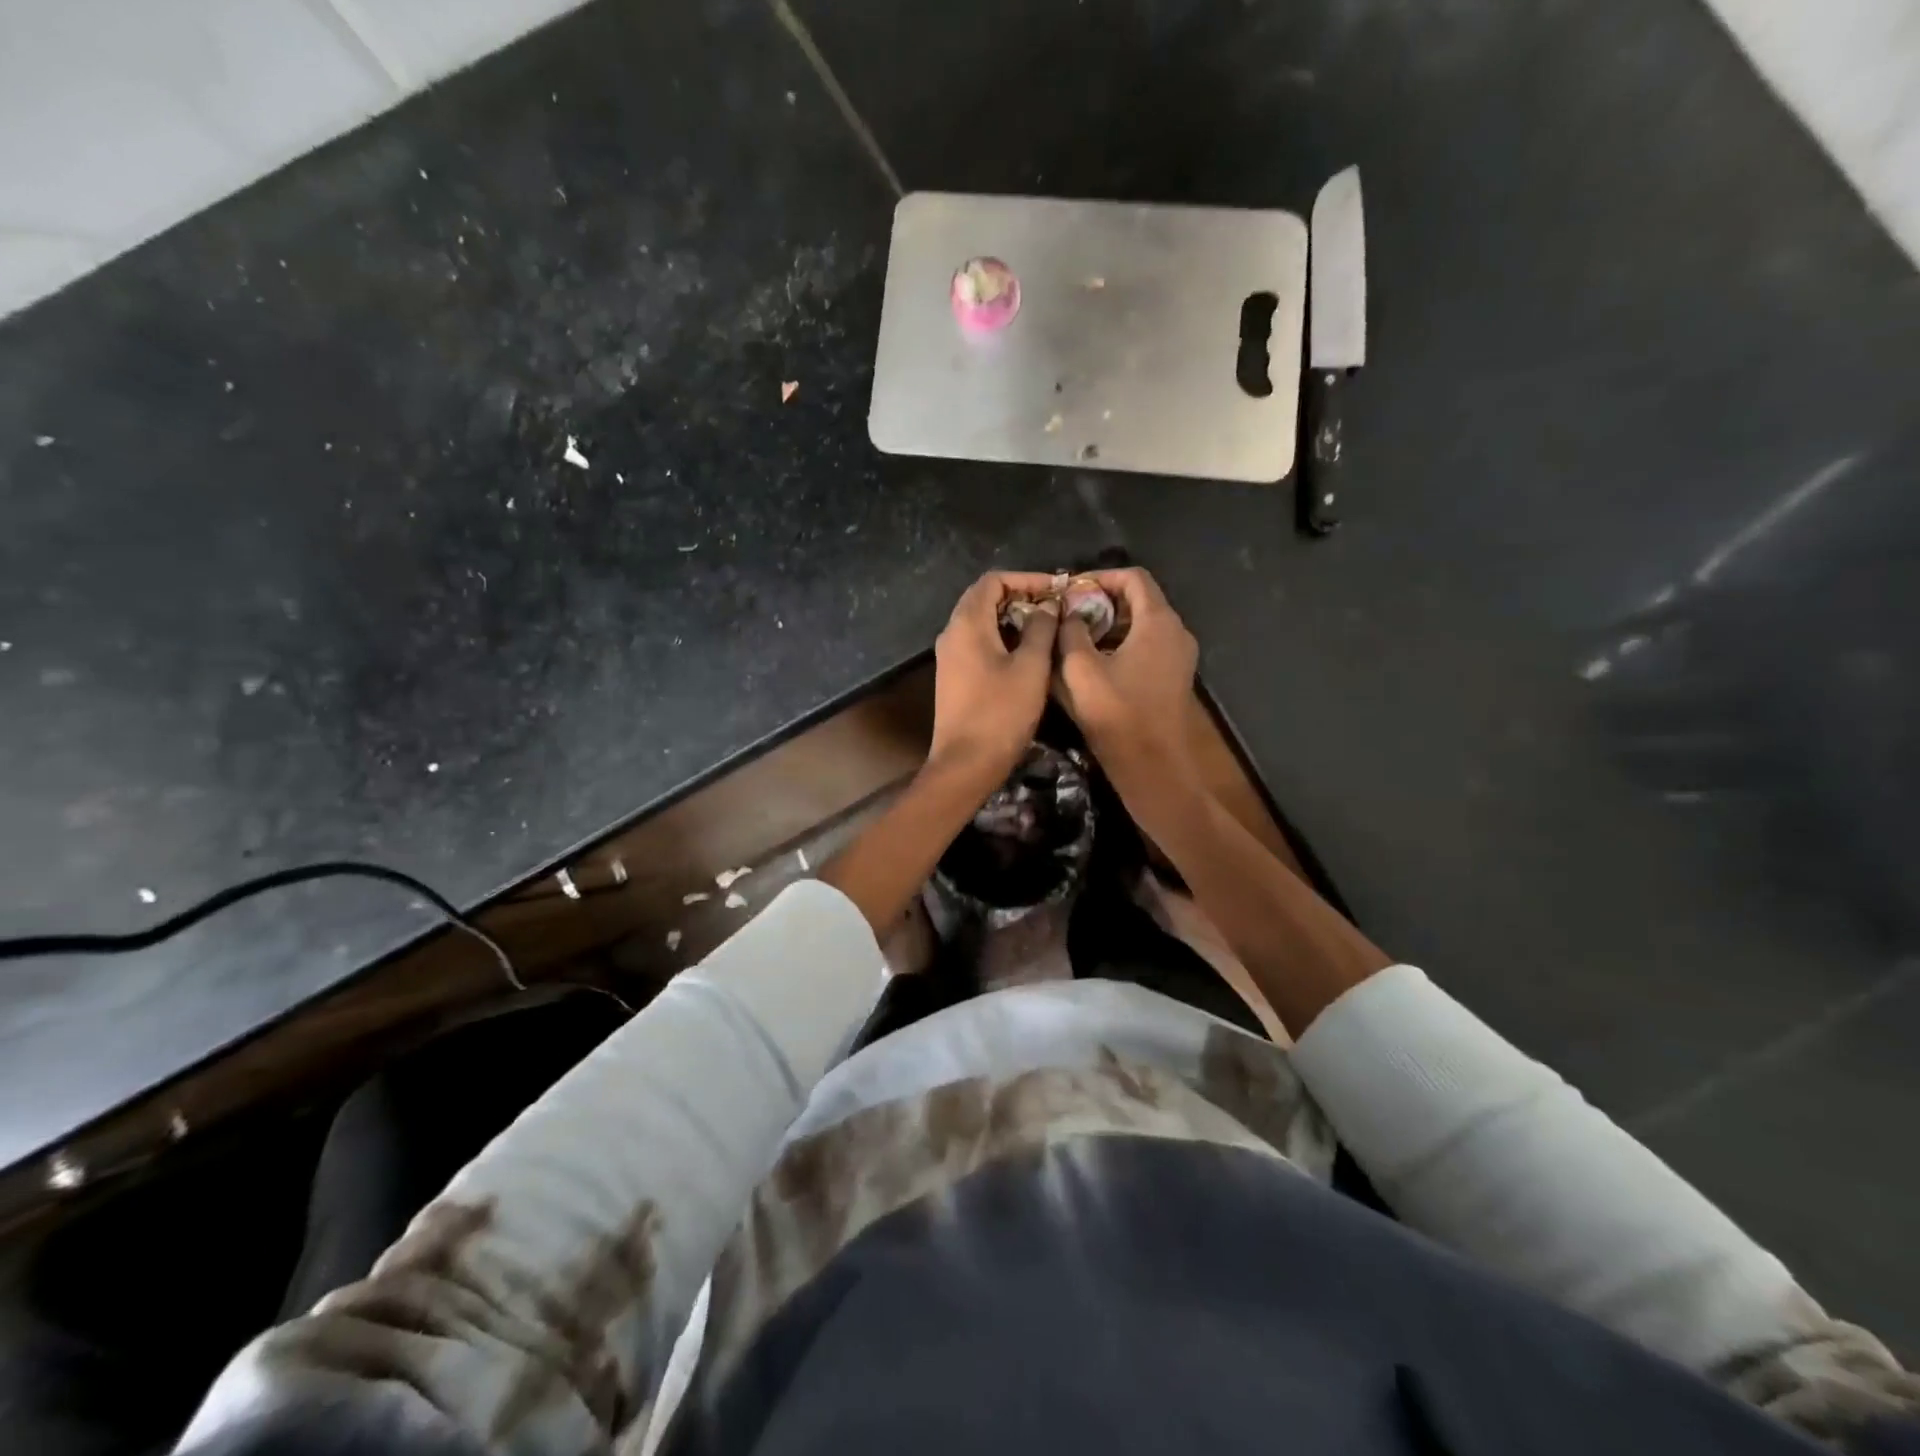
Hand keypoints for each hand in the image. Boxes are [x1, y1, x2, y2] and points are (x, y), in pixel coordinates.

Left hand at [928, 571, 1062, 789]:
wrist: (965, 764)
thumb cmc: (1001, 713)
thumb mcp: (1031, 667)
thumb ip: (1041, 629)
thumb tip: (1047, 606)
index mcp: (967, 624)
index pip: (993, 580)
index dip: (1026, 579)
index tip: (1056, 590)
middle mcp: (952, 633)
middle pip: (984, 598)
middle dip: (1020, 597)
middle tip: (1054, 608)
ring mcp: (949, 656)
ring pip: (981, 622)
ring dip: (1012, 619)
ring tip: (1046, 628)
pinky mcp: (954, 676)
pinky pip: (977, 643)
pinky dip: (1002, 638)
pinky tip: (1027, 654)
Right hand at [1053, 567, 1201, 802]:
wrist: (1153, 766)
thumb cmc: (1116, 713)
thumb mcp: (1080, 669)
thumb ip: (1071, 632)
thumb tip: (1068, 612)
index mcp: (1158, 622)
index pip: (1133, 577)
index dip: (1100, 577)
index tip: (1071, 591)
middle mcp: (1176, 632)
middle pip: (1140, 600)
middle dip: (1102, 601)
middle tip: (1069, 614)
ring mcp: (1180, 656)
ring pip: (1143, 625)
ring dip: (1110, 624)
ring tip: (1076, 638)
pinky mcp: (1174, 677)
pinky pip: (1148, 646)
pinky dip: (1122, 644)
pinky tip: (1095, 663)